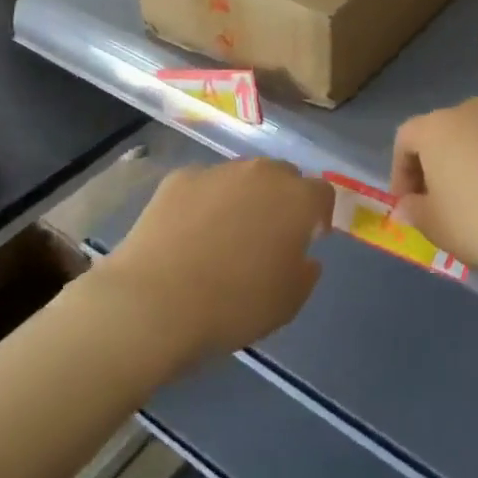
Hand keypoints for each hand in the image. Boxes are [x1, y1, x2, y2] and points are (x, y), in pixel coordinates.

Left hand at [98, 159, 333, 367]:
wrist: (155, 303)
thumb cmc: (234, 306)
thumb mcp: (288, 302)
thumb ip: (305, 272)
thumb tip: (303, 256)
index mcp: (296, 199)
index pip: (322, 193)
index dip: (319, 215)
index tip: (309, 240)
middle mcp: (261, 174)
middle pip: (282, 175)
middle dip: (283, 199)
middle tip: (269, 235)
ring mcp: (216, 172)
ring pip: (242, 177)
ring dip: (244, 197)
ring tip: (225, 234)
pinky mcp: (178, 179)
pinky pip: (204, 186)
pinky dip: (204, 202)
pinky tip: (189, 234)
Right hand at [390, 98, 477, 283]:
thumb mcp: (437, 227)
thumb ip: (414, 212)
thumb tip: (408, 204)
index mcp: (437, 128)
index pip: (405, 139)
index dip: (400, 172)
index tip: (409, 205)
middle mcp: (472, 112)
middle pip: (442, 134)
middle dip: (434, 167)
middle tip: (439, 205)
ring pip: (477, 140)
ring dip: (469, 167)